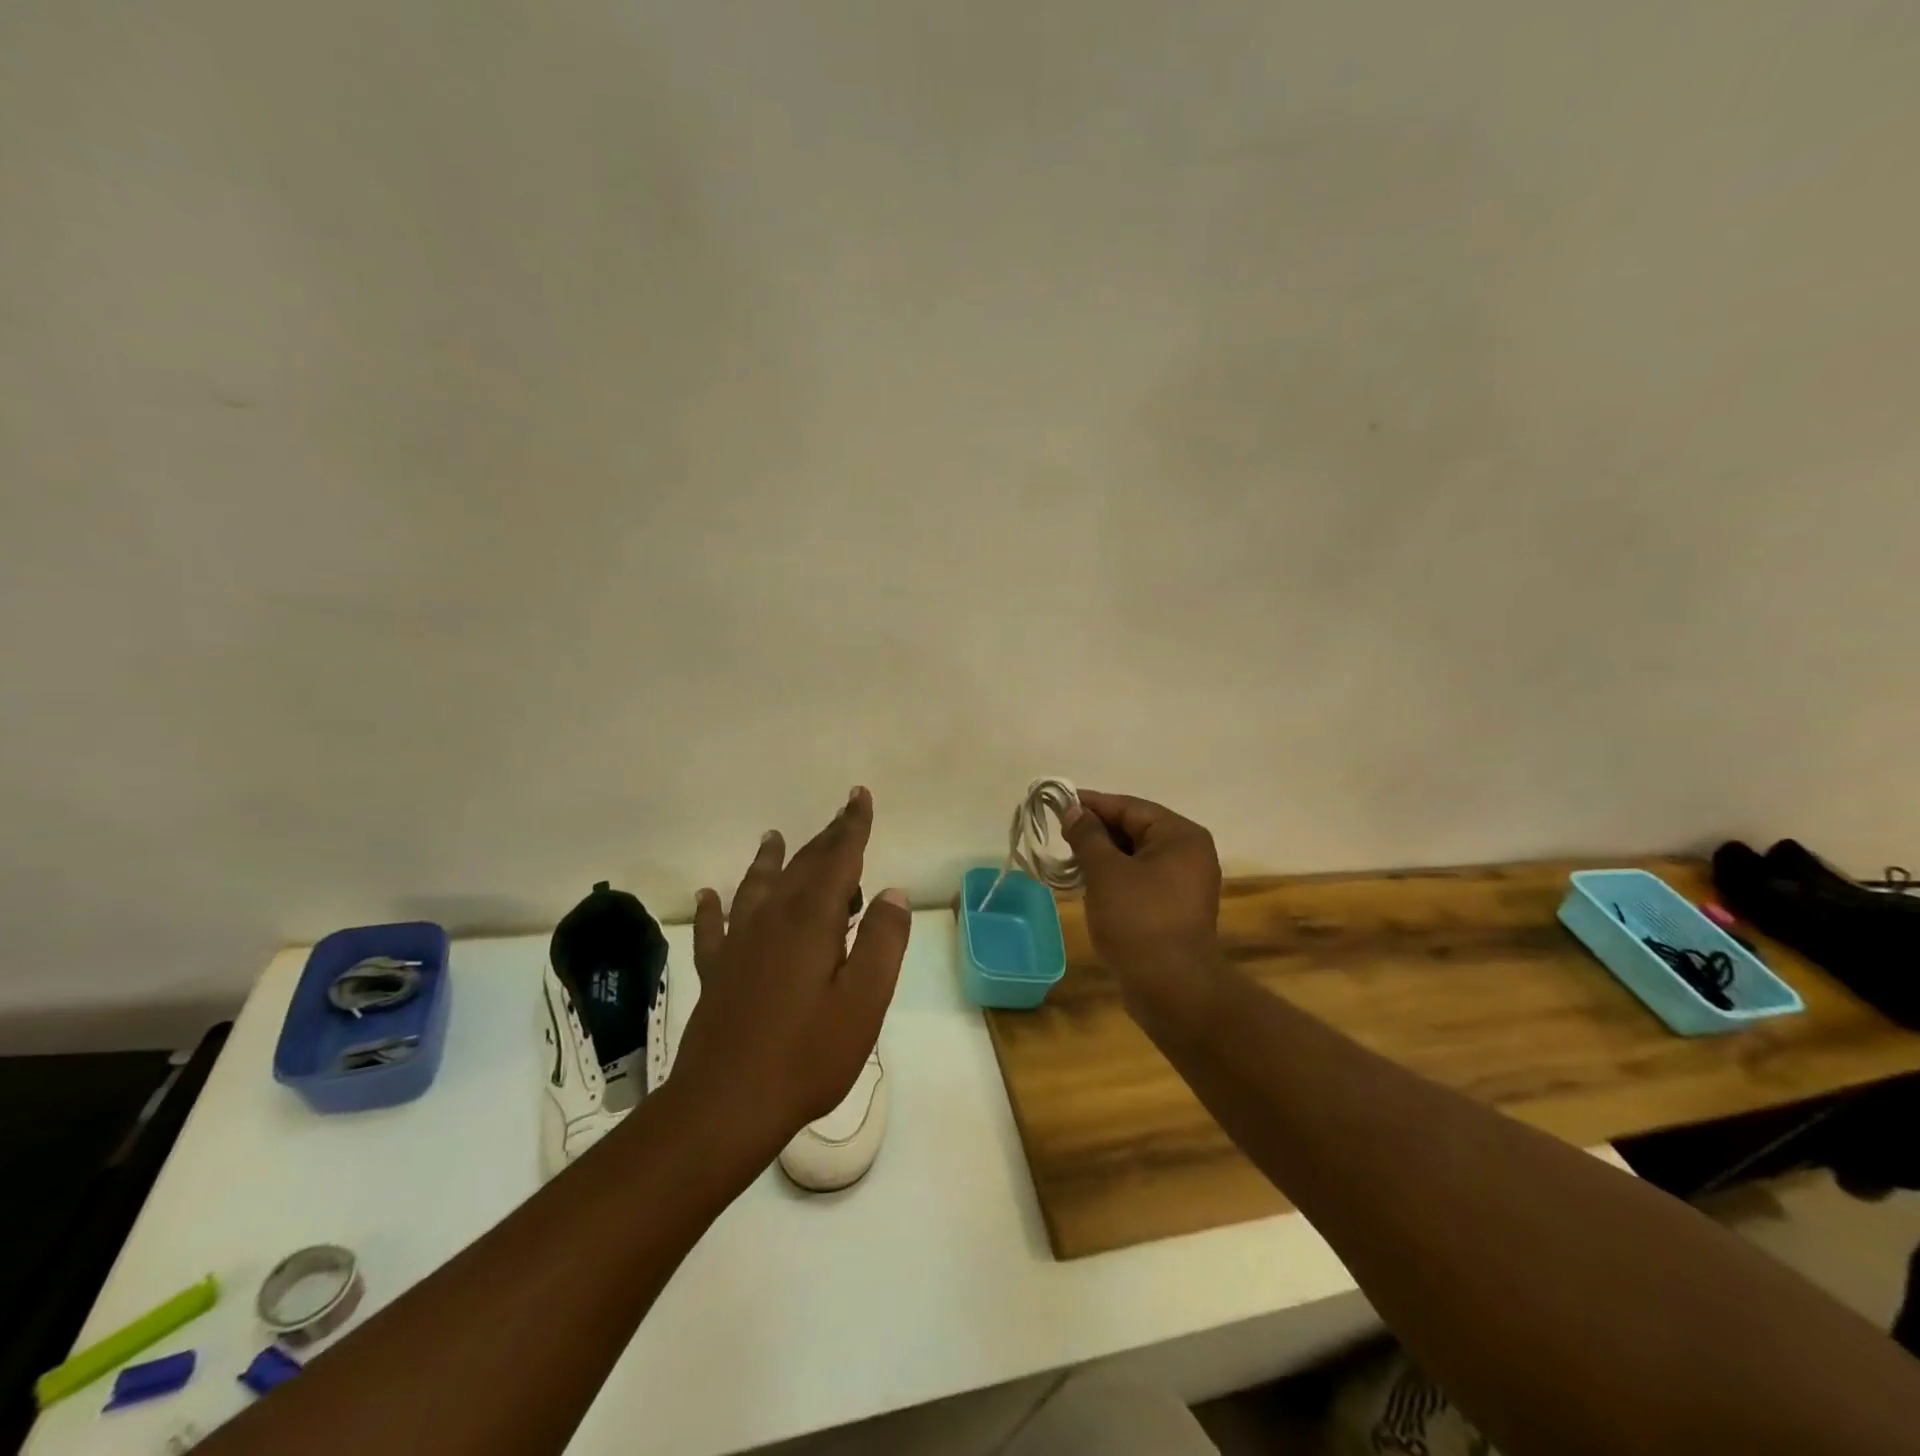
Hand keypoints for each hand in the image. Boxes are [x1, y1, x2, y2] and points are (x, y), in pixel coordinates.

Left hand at [677, 787, 910, 1163]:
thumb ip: (882, 941)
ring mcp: (738, 944)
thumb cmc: (806, 1055)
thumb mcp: (864, 1001)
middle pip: (802, 865)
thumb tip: (893, 893)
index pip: (838, 858)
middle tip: (842, 813)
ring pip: (757, 886)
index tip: (859, 797)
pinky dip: (715, 908)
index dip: (852, 827)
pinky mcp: (717, 972)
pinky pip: (715, 928)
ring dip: (771, 860)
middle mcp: (772, 919)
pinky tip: (709, 896)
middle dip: (826, 837)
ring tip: (774, 838)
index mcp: (811, 920)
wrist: (725, 1106)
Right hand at [1062, 790, 1224, 1035]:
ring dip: (1104, 857)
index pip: (1129, 807)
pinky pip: (1141, 880)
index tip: (1057, 803)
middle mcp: (1189, 853)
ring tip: (1070, 861)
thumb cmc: (1138, 919)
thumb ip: (1087, 835)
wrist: (1172, 988)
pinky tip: (1090, 886)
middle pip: (1135, 829)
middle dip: (1097, 832)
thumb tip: (1074, 811)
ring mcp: (1185, 883)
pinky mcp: (1176, 909)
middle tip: (1060, 835)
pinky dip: (1116, 878)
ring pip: (1136, 857)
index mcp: (1180, 835)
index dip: (1091, 804)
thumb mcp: (1105, 871)